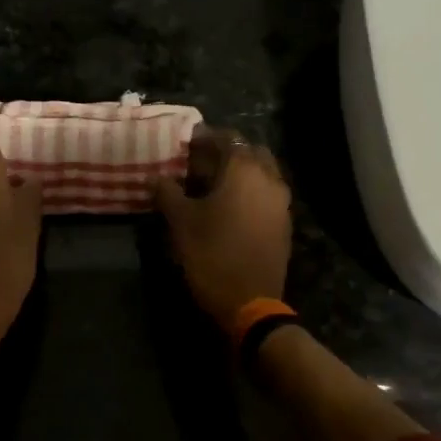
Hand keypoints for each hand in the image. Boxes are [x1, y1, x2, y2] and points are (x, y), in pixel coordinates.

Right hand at [153, 127, 291, 329]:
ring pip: (261, 173)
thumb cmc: (211, 254)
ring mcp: (281, 203)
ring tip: (211, 186)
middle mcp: (270, 179)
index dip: (204, 138)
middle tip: (198, 164)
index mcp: (245, 170)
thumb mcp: (181, 222)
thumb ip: (167, 193)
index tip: (184, 144)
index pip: (226, 138)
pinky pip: (266, 195)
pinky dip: (249, 192)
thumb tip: (156, 178)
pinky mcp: (284, 224)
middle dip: (225, 153)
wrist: (250, 302)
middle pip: (249, 152)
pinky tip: (227, 208)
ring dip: (239, 173)